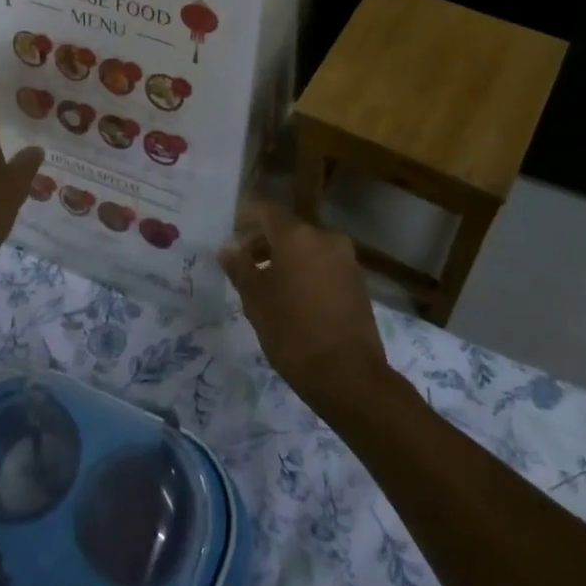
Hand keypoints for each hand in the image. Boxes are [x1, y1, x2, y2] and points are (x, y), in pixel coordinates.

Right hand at [218, 198, 390, 411]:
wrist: (348, 375)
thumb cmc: (292, 331)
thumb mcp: (255, 300)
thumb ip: (240, 268)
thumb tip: (227, 248)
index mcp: (298, 236)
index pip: (266, 210)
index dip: (245, 218)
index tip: (231, 236)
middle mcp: (325, 238)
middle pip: (288, 229)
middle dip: (264, 242)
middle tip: (243, 266)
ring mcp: (346, 260)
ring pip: (307, 247)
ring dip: (285, 259)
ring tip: (266, 286)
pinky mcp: (357, 282)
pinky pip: (323, 265)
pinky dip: (305, 272)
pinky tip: (293, 299)